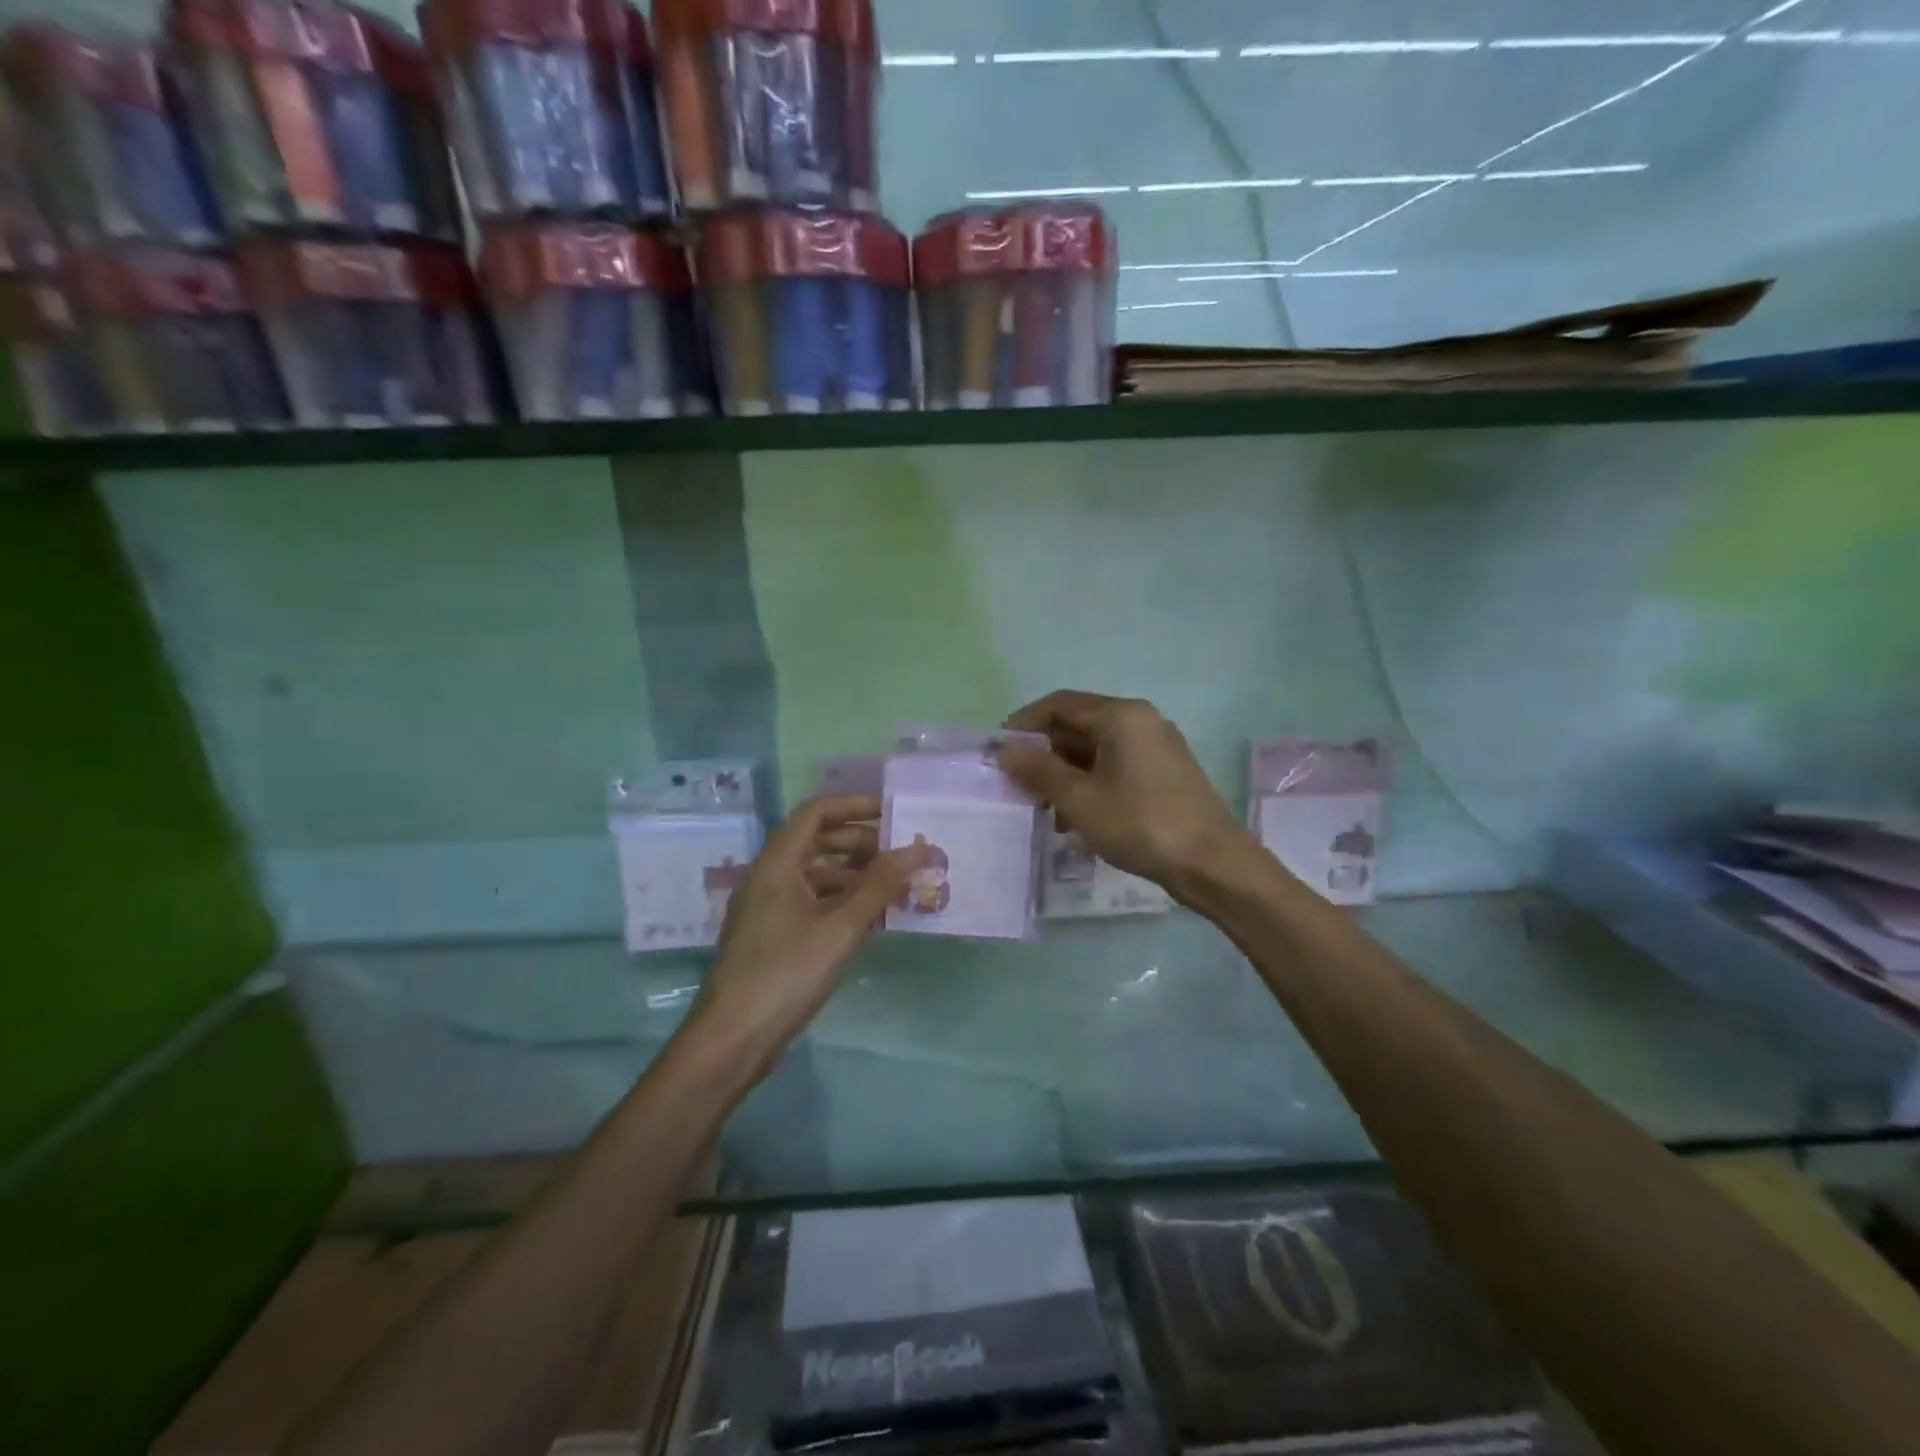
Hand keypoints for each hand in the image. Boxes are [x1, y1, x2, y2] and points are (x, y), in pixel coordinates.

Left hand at [692, 795, 928, 1057]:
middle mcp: (770, 878)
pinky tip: (874, 921)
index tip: (893, 814)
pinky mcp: (775, 937)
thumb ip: (880, 884)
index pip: (817, 813)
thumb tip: (920, 849)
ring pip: (819, 876)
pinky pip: (814, 904)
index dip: (855, 806)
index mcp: (777, 863)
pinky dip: (844, 904)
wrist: (733, 1039)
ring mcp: (770, 909)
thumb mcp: (840, 926)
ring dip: (857, 877)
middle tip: (901, 857)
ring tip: (897, 889)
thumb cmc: (786, 972)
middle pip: (819, 843)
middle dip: (862, 844)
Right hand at [998, 690, 1245, 894]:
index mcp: (1121, 716)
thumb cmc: (1141, 824)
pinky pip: (1115, 765)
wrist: (1213, 864)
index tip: (997, 750)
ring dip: (1065, 772)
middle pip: (1078, 724)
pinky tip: (1075, 817)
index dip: (1024, 723)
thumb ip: (1039, 770)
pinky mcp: (1165, 772)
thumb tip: (1005, 750)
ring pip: (1096, 749)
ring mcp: (1156, 746)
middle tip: (1017, 783)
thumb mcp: (1080, 799)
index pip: (1059, 704)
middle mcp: (1140, 720)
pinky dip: (1090, 783)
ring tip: (1043, 808)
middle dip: (1044, 752)